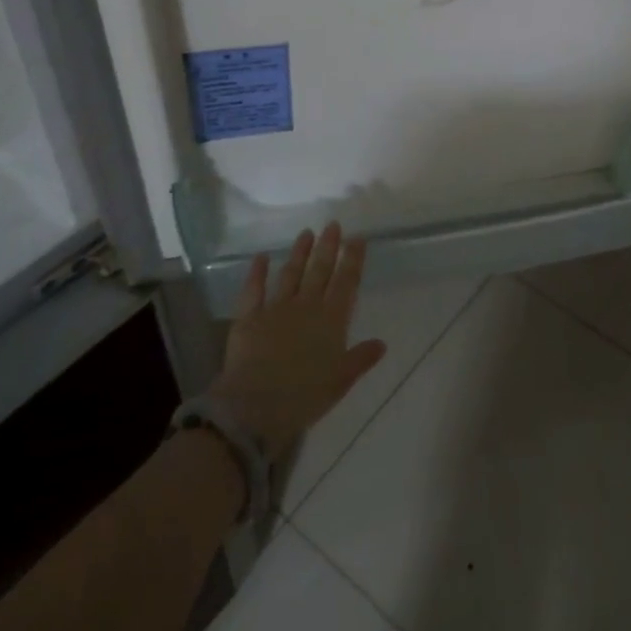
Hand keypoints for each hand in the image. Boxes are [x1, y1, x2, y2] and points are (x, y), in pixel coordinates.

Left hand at [208, 223, 386, 456]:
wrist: (257, 406)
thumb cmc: (305, 396)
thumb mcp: (341, 381)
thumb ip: (360, 358)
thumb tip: (382, 343)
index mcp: (331, 320)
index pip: (346, 282)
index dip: (353, 259)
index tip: (357, 238)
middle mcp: (306, 306)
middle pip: (320, 270)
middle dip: (328, 247)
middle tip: (332, 224)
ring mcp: (276, 309)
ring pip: (291, 274)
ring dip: (299, 253)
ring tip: (306, 233)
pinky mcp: (248, 318)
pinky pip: (253, 290)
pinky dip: (256, 272)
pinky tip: (260, 257)